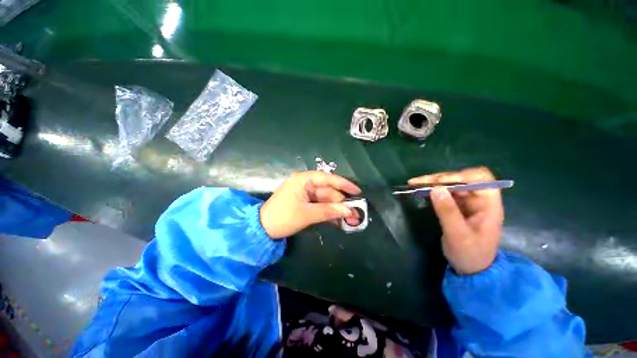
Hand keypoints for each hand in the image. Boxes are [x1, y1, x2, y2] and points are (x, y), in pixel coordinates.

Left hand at [260, 171, 361, 238]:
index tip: (357, 191)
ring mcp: (305, 193)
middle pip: (328, 191)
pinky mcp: (305, 202)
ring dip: (336, 209)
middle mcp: (305, 183)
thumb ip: (329, 211)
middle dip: (341, 202)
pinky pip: (320, 205)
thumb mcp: (307, 214)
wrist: (262, 229)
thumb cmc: (283, 218)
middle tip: (355, 214)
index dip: (344, 184)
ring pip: (325, 199)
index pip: (327, 178)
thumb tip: (349, 211)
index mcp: (303, 180)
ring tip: (350, 219)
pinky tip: (338, 220)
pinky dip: (328, 212)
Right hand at [408, 167, 503, 273]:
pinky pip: (445, 192)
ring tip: (414, 183)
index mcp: (489, 204)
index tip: (438, 183)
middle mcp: (479, 199)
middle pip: (462, 178)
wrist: (472, 269)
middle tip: (417, 182)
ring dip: (433, 182)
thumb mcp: (458, 235)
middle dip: (439, 178)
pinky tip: (420, 190)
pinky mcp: (457, 205)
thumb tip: (435, 189)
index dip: (460, 176)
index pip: (480, 178)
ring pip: (451, 183)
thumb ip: (448, 212)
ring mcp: (468, 201)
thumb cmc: (470, 254)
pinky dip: (432, 189)